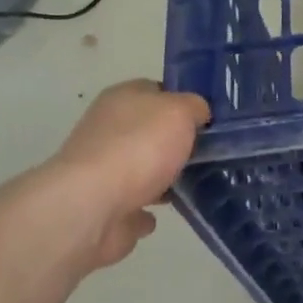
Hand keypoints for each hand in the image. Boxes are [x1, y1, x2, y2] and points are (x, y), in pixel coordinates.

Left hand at [46, 81, 210, 269]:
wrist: (92, 207)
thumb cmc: (139, 148)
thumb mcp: (180, 111)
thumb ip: (195, 107)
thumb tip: (198, 114)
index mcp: (122, 98)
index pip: (157, 90)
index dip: (183, 101)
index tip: (209, 119)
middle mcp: (108, 129)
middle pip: (150, 131)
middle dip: (175, 143)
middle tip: (210, 153)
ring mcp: (102, 171)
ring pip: (142, 169)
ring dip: (163, 177)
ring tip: (198, 184)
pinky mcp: (103, 207)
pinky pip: (134, 205)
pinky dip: (148, 209)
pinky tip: (167, 212)